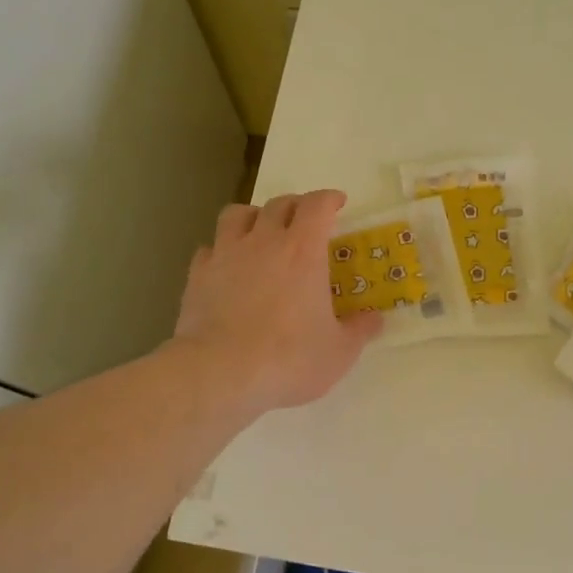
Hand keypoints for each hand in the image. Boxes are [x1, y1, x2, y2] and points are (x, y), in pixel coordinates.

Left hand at [171, 189, 381, 415]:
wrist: (220, 373)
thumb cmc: (289, 359)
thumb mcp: (339, 352)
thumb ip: (359, 330)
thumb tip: (375, 319)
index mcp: (303, 251)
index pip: (317, 206)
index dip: (329, 199)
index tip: (337, 203)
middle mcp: (263, 242)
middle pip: (279, 204)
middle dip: (296, 205)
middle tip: (305, 220)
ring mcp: (226, 255)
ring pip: (237, 215)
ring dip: (254, 216)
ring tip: (261, 231)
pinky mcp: (197, 276)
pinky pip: (210, 249)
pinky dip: (222, 251)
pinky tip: (227, 267)